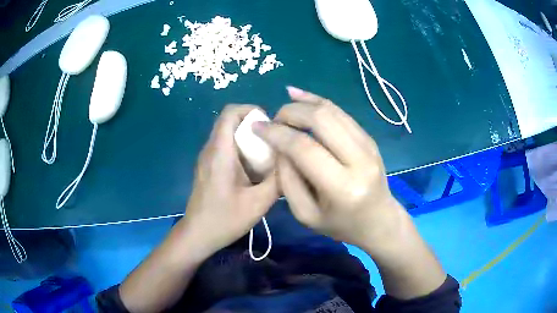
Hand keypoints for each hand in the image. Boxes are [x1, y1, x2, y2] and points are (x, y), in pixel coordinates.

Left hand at [180, 105, 277, 259]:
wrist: (198, 235)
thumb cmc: (224, 220)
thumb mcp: (258, 203)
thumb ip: (277, 180)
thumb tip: (292, 161)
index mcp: (220, 153)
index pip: (230, 113)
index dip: (250, 110)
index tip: (270, 124)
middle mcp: (210, 149)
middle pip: (229, 121)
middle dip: (253, 125)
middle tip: (272, 141)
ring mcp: (206, 158)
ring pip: (227, 134)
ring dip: (247, 137)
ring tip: (266, 155)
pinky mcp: (207, 167)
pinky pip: (224, 147)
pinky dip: (240, 149)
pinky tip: (252, 169)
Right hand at [253, 87, 404, 251]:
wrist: (378, 220)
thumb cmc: (340, 224)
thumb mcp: (305, 214)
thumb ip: (287, 179)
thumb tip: (278, 144)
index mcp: (343, 187)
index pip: (304, 148)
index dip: (276, 133)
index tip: (257, 127)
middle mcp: (360, 160)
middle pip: (321, 119)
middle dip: (290, 112)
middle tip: (274, 120)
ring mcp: (368, 145)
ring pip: (331, 110)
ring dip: (303, 103)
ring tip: (285, 107)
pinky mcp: (369, 138)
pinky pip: (341, 113)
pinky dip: (318, 102)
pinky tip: (300, 97)